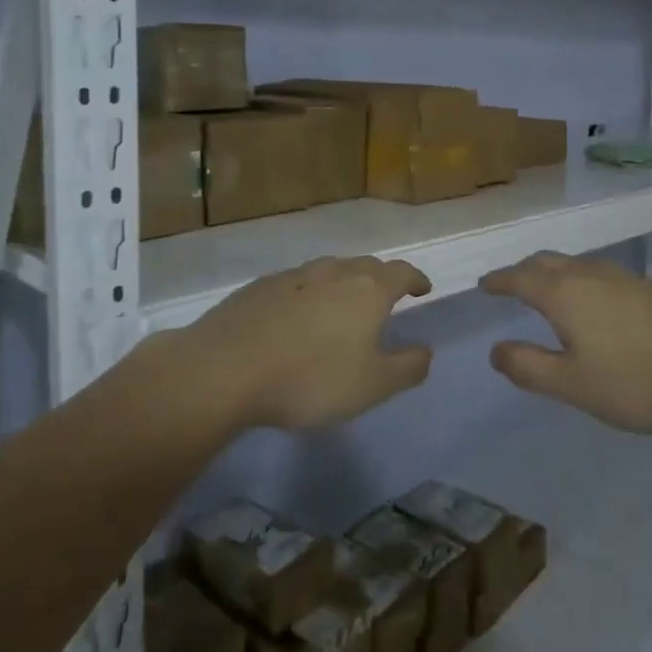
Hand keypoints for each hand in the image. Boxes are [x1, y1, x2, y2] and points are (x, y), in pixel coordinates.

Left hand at [175, 256, 433, 430]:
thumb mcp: (373, 386)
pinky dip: (309, 294)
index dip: (416, 279)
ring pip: (329, 270)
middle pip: (366, 266)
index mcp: (367, 289)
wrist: (226, 369)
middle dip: (381, 279)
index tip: (423, 289)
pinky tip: (298, 317)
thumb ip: (407, 367)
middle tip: (386, 298)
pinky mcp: (259, 287)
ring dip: (344, 283)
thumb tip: (426, 350)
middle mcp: (333, 272)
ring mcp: (293, 276)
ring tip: (343, 306)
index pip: (402, 272)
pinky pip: (297, 283)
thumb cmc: (311, 378)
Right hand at [480, 252, 651, 432]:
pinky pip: (597, 273)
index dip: (499, 282)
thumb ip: (529, 367)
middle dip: (523, 271)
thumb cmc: (639, 379)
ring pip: (574, 265)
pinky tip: (592, 304)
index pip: (519, 277)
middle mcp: (589, 274)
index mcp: (563, 293)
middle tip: (509, 285)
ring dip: (552, 273)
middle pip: (546, 262)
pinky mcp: (649, 287)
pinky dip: (578, 281)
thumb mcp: (574, 384)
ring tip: (545, 292)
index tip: (484, 286)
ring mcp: (623, 277)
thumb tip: (495, 350)